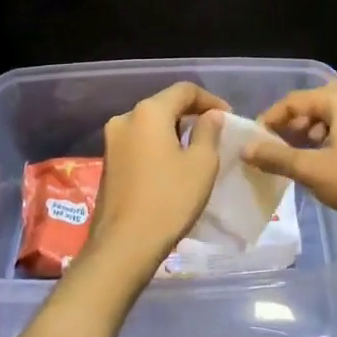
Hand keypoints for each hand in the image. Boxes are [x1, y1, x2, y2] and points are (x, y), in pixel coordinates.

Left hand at [80, 82, 228, 293]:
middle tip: (215, 131)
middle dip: (191, 114)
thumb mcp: (202, 164)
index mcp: (148, 112)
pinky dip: (158, 145)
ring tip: (196, 148)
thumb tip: (210, 116)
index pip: (184, 90)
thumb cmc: (169, 200)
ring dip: (174, 130)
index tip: (228, 117)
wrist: (124, 245)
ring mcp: (112, 141)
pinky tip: (173, 164)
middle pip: (164, 104)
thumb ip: (208, 132)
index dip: (210, 100)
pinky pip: (139, 142)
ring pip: (150, 124)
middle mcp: (125, 118)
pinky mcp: (108, 162)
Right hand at [242, 81, 336, 241]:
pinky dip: (324, 144)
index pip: (295, 100)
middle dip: (291, 123)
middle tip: (274, 144)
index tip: (254, 140)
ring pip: (329, 120)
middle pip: (314, 105)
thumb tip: (246, 149)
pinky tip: (316, 167)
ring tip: (292, 157)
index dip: (271, 118)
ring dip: (307, 134)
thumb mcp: (311, 169)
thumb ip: (276, 157)